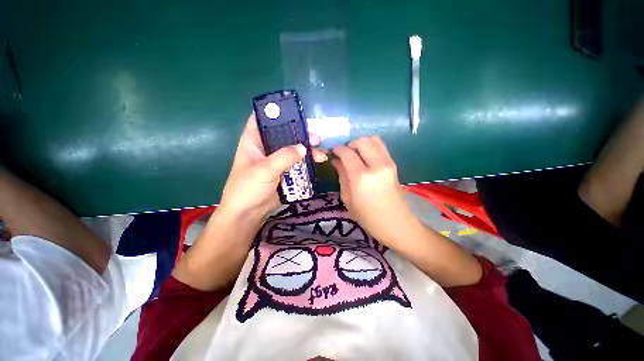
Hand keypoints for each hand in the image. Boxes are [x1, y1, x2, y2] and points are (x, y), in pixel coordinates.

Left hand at [219, 113, 327, 220]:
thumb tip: (303, 147)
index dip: (276, 112)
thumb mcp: (264, 170)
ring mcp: (276, 160)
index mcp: (254, 141)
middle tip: (317, 138)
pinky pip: (297, 163)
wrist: (248, 214)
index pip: (263, 119)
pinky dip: (307, 162)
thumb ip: (284, 157)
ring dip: (308, 150)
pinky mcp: (284, 172)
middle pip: (285, 134)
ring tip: (321, 154)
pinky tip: (318, 163)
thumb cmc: (248, 189)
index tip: (295, 111)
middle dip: (301, 135)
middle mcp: (266, 147)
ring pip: (294, 149)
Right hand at [331, 136, 413, 247]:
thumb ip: (341, 175)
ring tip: (355, 155)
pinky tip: (365, 158)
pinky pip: (380, 146)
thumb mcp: (348, 198)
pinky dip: (370, 147)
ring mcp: (388, 163)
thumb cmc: (367, 217)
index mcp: (362, 177)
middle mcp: (376, 165)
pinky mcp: (394, 164)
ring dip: (361, 144)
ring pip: (373, 140)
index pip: (347, 153)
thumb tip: (335, 160)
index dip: (337, 149)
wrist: (396, 223)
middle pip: (361, 141)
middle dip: (349, 144)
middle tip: (344, 154)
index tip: (332, 152)